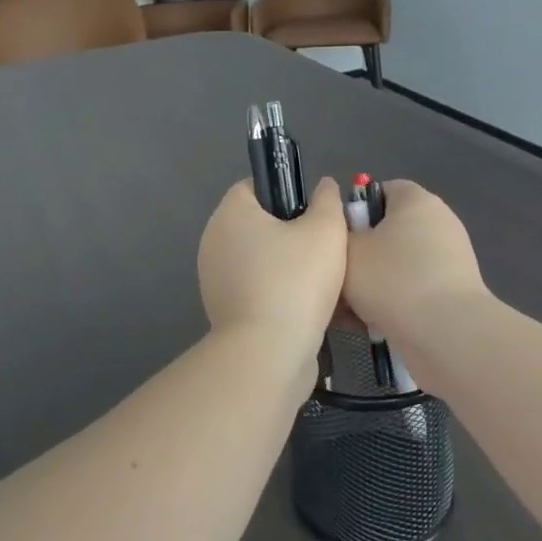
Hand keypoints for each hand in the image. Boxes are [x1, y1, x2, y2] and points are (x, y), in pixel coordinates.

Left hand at [197, 178, 347, 359]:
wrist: (268, 354)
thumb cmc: (295, 281)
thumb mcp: (326, 231)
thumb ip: (327, 201)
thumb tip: (324, 187)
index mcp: (230, 214)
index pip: (254, 186)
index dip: (286, 191)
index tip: (315, 212)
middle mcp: (214, 242)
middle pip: (259, 225)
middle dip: (293, 234)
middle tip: (328, 247)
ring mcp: (215, 279)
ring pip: (261, 261)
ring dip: (290, 267)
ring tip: (326, 281)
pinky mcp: (225, 311)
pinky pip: (258, 290)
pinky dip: (280, 294)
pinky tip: (311, 307)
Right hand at [342, 181, 487, 339]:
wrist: (446, 334)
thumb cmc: (392, 279)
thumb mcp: (347, 250)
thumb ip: (338, 234)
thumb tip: (344, 234)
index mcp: (416, 201)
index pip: (381, 191)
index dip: (355, 210)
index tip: (337, 238)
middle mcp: (439, 223)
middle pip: (389, 231)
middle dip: (362, 254)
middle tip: (337, 276)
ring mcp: (451, 259)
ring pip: (397, 265)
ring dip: (373, 284)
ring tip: (348, 309)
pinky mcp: (454, 293)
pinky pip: (413, 290)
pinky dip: (394, 303)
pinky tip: (372, 324)